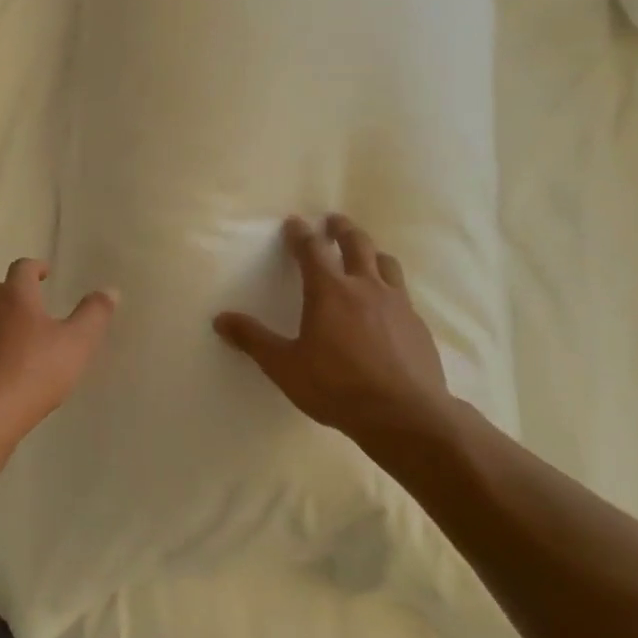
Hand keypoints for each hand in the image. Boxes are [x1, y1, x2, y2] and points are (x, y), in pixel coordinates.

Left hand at [0, 259, 117, 442]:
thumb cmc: (35, 370)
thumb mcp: (77, 342)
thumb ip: (94, 315)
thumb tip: (109, 290)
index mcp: (15, 296)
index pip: (22, 268)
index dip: (36, 267)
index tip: (47, 273)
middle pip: (2, 289)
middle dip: (20, 292)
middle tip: (40, 301)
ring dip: (8, 319)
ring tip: (31, 335)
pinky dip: (0, 344)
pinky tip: (16, 364)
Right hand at [214, 215, 452, 455]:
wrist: (405, 415)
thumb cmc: (337, 387)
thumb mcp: (285, 366)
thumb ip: (253, 340)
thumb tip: (220, 319)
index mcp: (329, 291)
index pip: (312, 249)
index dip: (301, 233)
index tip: (295, 222)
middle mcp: (365, 287)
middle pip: (356, 244)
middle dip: (342, 229)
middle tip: (333, 222)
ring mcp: (397, 304)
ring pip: (386, 263)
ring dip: (372, 252)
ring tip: (365, 254)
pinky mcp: (418, 324)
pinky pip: (403, 293)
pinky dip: (390, 286)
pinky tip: (386, 304)